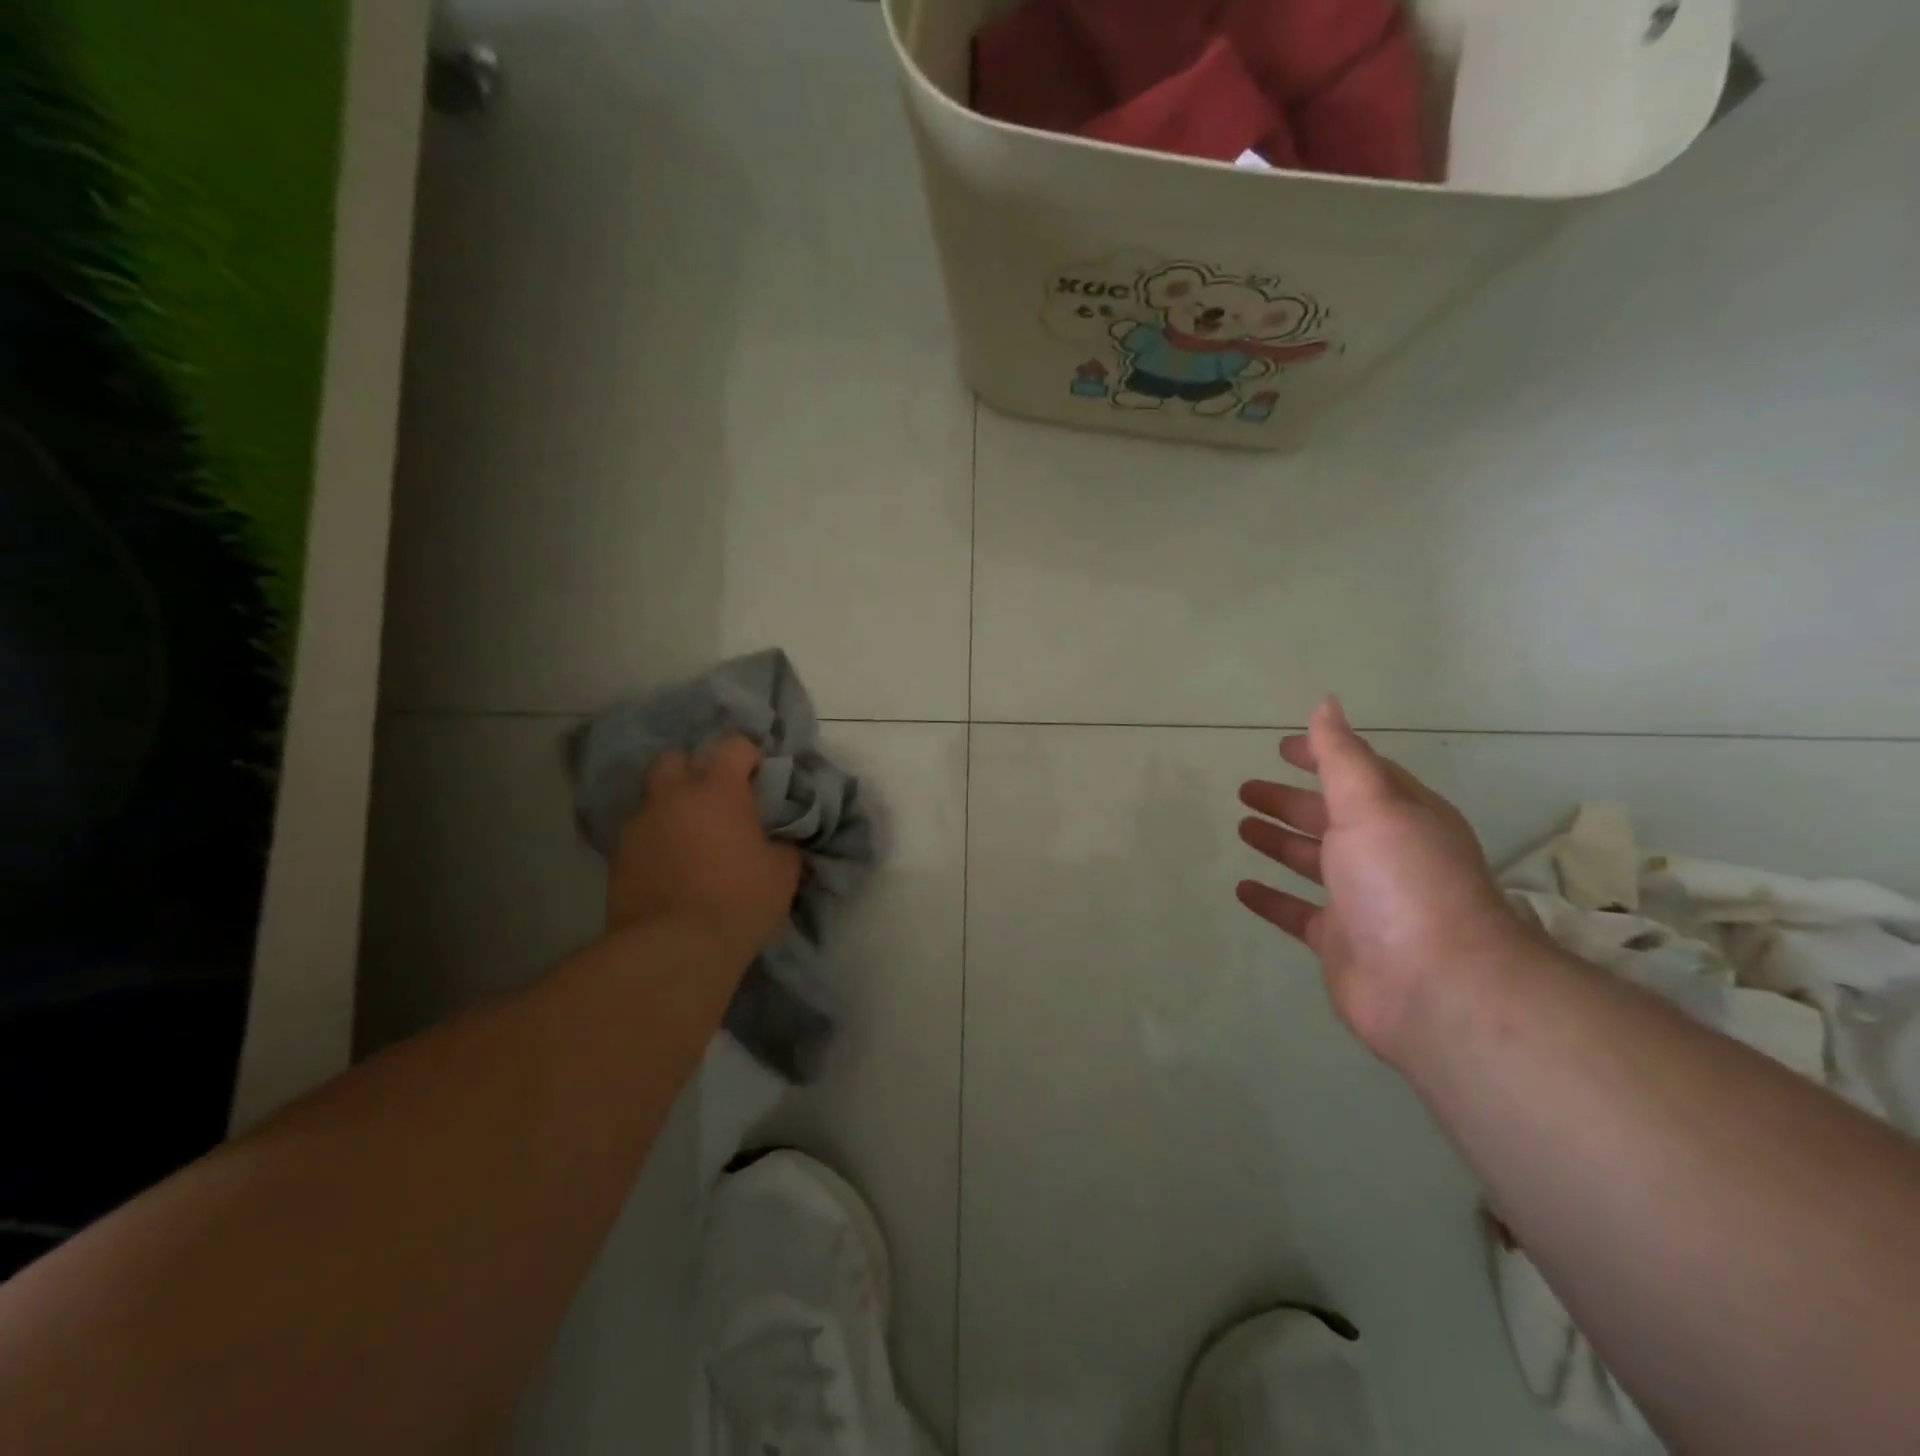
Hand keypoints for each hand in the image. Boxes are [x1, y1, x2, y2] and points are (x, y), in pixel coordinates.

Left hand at [606, 735, 801, 961]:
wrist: (672, 949)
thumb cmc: (737, 900)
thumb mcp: (782, 872)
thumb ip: (781, 844)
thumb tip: (776, 841)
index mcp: (716, 789)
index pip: (732, 744)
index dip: (748, 755)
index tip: (759, 777)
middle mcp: (671, 796)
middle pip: (675, 759)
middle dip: (694, 771)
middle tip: (716, 801)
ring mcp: (638, 826)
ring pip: (654, 799)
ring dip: (673, 810)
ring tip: (693, 841)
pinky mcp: (617, 858)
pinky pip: (641, 835)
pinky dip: (657, 842)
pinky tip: (673, 868)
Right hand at [1236, 698, 1531, 1067]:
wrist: (1434, 985)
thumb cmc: (1402, 879)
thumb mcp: (1372, 803)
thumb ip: (1341, 756)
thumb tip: (1326, 704)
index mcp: (1399, 815)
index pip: (1357, 774)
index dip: (1321, 756)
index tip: (1281, 746)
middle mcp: (1383, 853)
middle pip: (1329, 817)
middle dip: (1290, 800)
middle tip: (1246, 789)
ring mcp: (1361, 900)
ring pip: (1312, 862)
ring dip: (1279, 842)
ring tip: (1242, 826)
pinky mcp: (1339, 941)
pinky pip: (1297, 911)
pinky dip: (1270, 898)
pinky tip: (1241, 888)